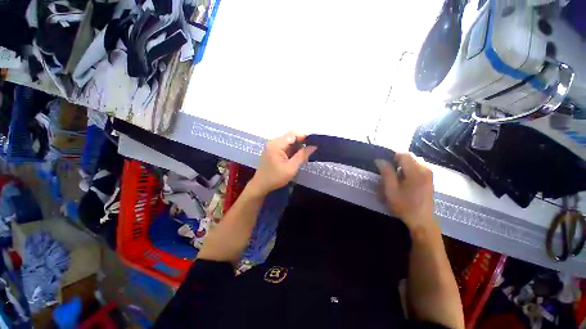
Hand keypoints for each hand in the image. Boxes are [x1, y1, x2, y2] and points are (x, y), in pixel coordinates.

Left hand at [248, 132, 316, 195]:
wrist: (260, 185)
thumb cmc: (275, 178)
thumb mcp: (291, 167)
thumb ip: (302, 155)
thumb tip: (314, 146)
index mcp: (276, 144)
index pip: (292, 134)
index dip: (304, 137)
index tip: (313, 144)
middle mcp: (273, 142)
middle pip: (290, 137)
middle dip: (301, 143)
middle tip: (310, 151)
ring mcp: (272, 146)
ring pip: (288, 142)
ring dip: (297, 147)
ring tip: (305, 155)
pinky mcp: (272, 151)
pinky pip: (284, 147)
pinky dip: (292, 150)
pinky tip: (297, 157)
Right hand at [376, 153, 435, 230]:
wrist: (422, 221)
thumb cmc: (404, 206)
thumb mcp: (391, 190)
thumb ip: (386, 173)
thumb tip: (380, 159)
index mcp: (416, 171)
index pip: (403, 154)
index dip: (390, 155)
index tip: (381, 162)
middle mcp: (425, 169)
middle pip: (408, 156)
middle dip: (396, 160)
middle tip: (387, 170)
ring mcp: (429, 173)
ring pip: (412, 161)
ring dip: (401, 165)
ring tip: (394, 176)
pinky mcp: (429, 178)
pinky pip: (417, 166)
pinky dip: (408, 169)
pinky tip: (403, 179)